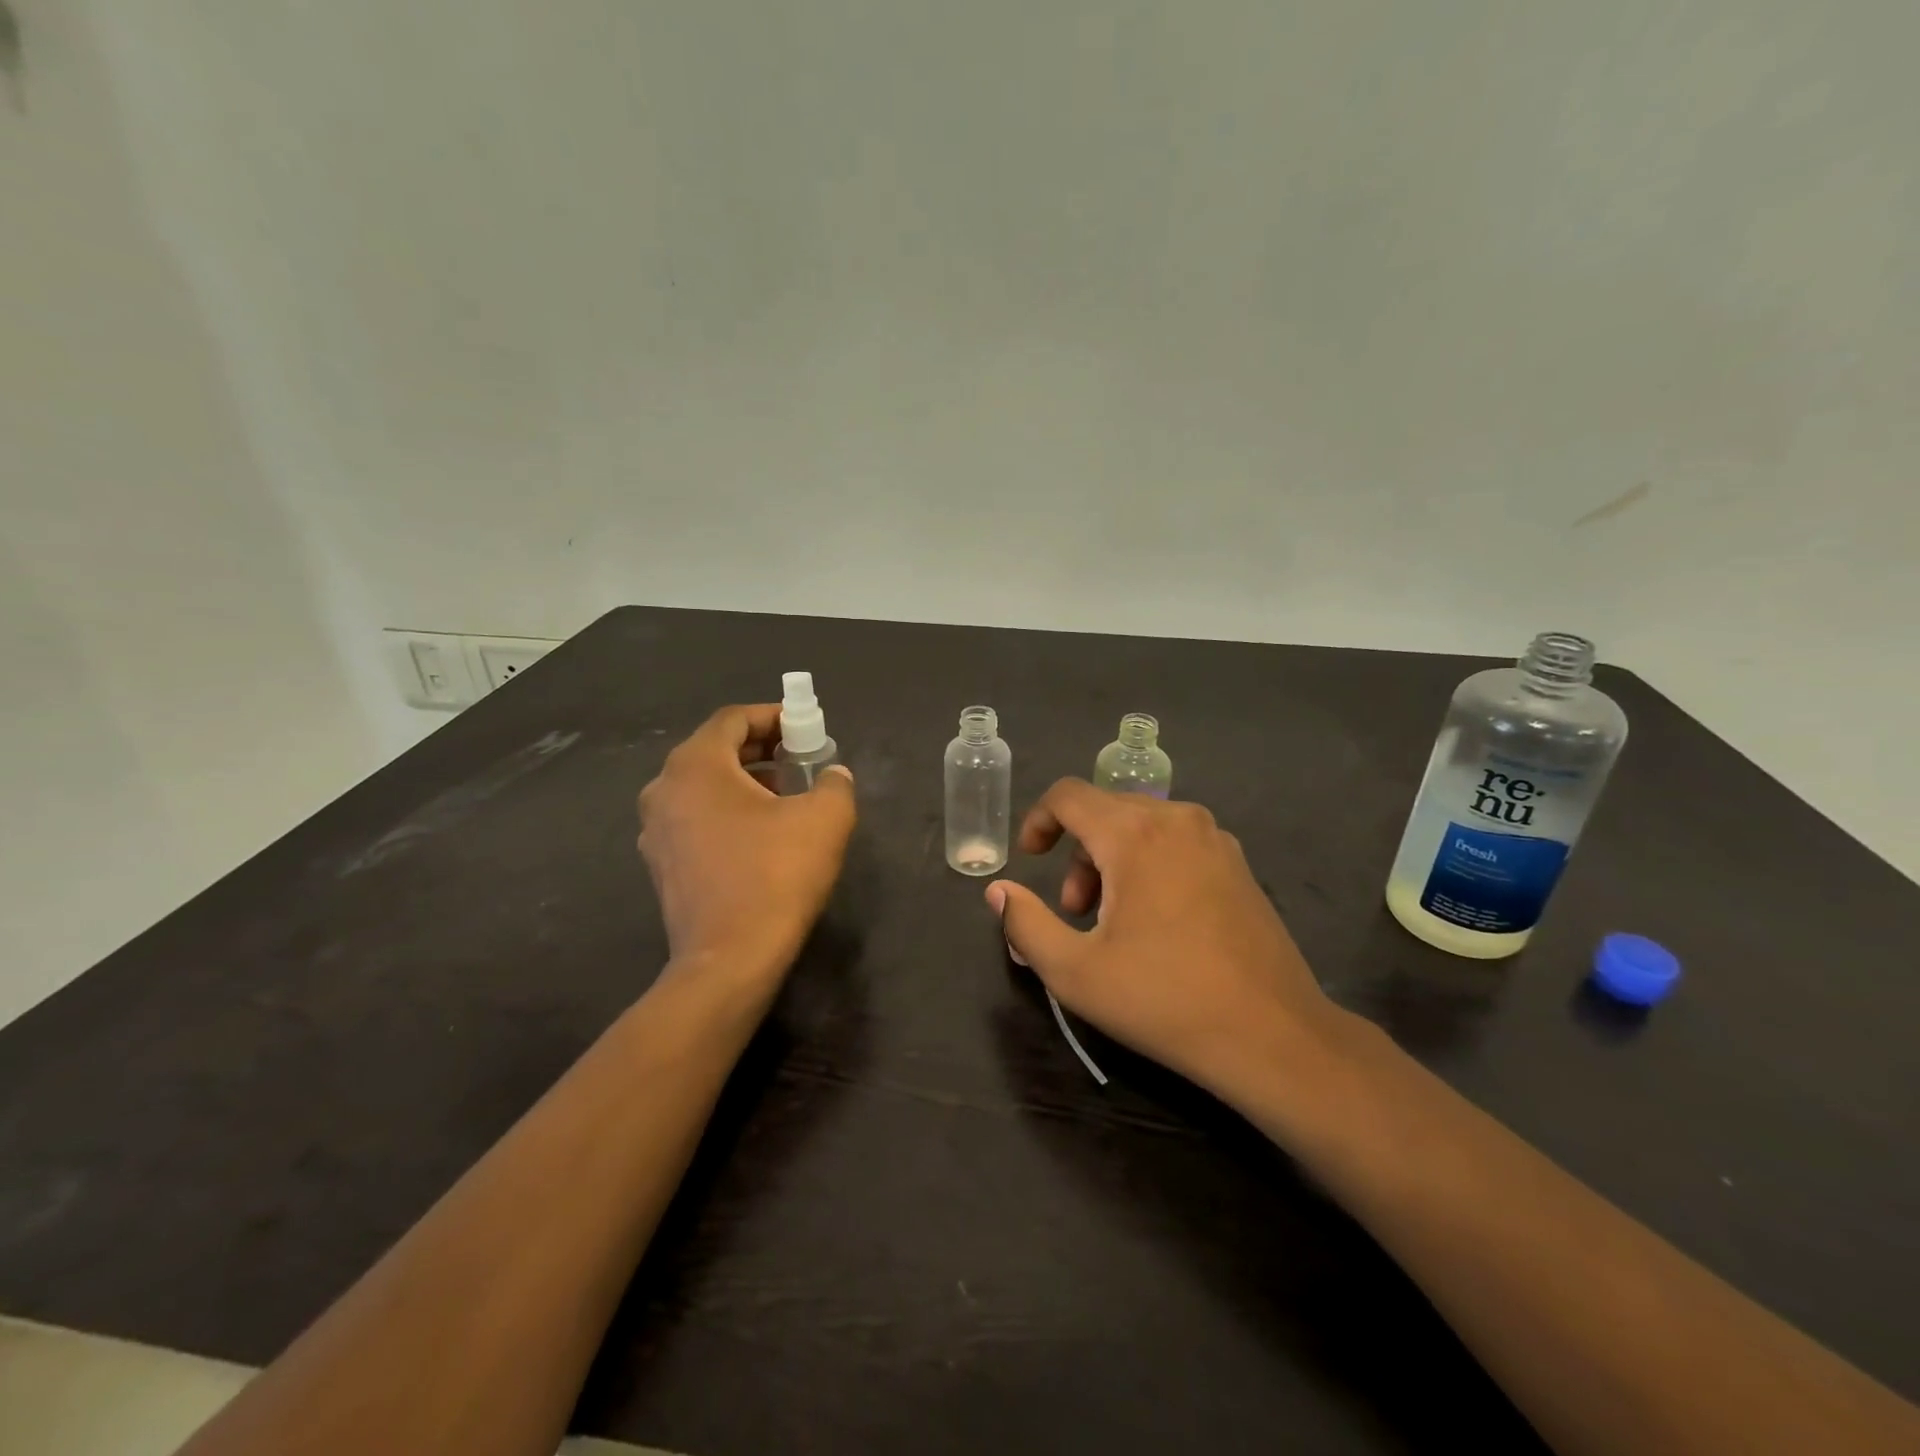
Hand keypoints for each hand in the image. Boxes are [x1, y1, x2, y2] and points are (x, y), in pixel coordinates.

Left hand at [638, 704, 855, 979]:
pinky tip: (760, 834)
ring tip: (786, 795)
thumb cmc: (776, 876)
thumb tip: (833, 774)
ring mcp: (655, 829)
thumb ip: (835, 783)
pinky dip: (727, 810)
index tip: (805, 727)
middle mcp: (664, 788)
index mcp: (695, 765)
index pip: (733, 719)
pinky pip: (695, 817)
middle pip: (715, 749)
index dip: (773, 715)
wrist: (729, 959)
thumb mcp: (825, 818)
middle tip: (801, 757)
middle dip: (761, 748)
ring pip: (704, 785)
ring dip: (745, 780)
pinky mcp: (660, 863)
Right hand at [986, 779, 1341, 1099]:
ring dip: (1111, 863)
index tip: (1029, 859)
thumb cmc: (1164, 999)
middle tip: (1073, 912)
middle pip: (1105, 811)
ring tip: (1112, 923)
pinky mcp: (1239, 865)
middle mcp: (1177, 820)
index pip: (1069, 795)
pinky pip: (1175, 844)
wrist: (1273, 1035)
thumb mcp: (1074, 971)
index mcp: (1135, 833)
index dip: (1038, 820)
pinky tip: (1156, 923)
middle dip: (1076, 854)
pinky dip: (1148, 866)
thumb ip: (1025, 924)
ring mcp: (1215, 840)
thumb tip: (998, 891)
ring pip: (1142, 827)